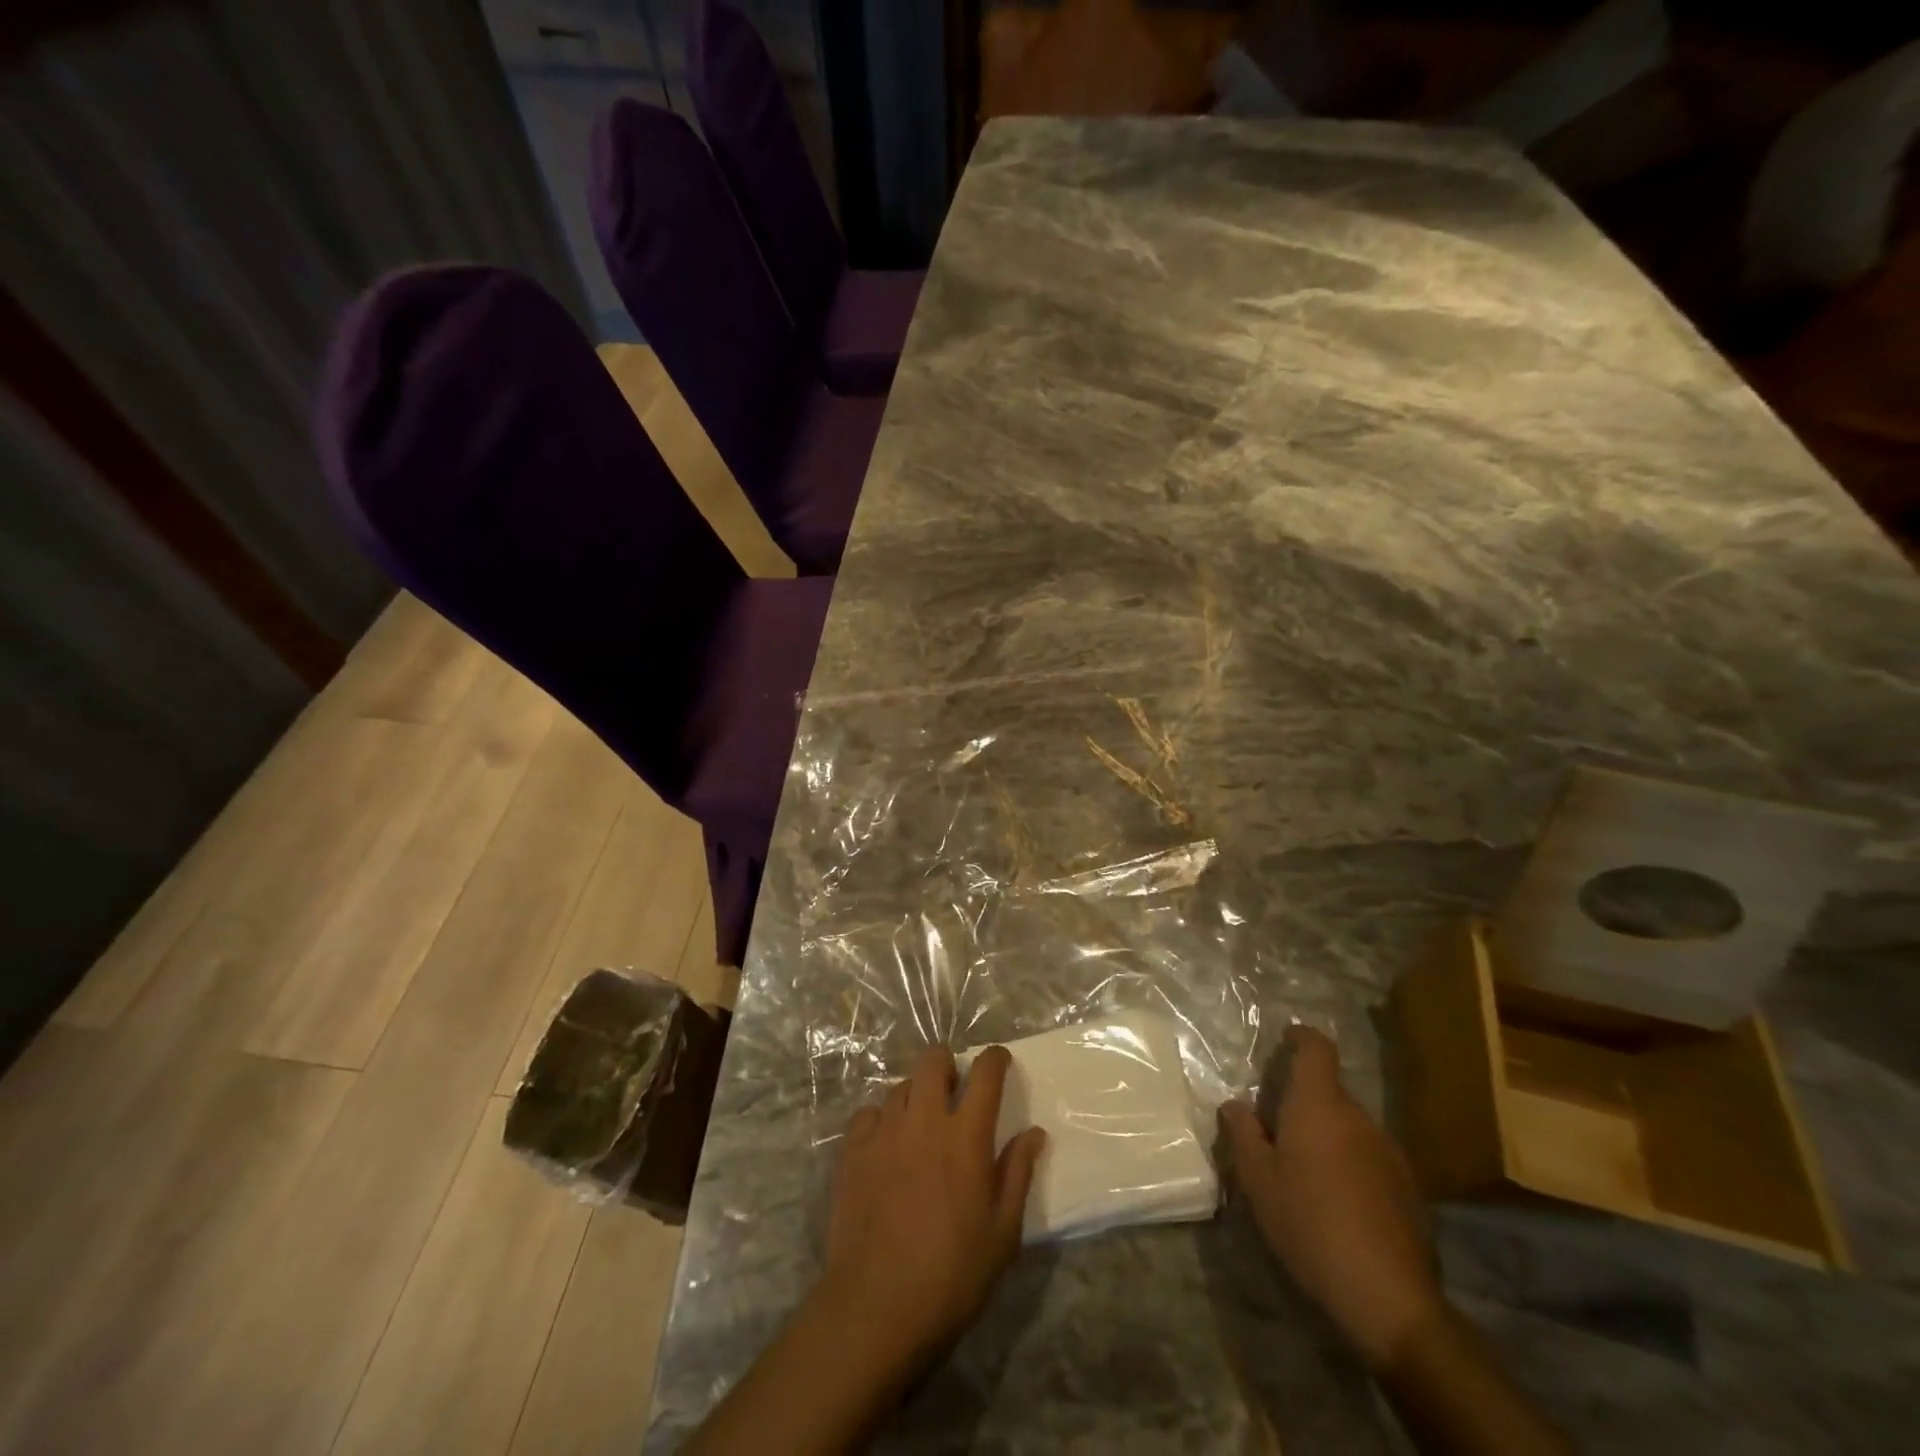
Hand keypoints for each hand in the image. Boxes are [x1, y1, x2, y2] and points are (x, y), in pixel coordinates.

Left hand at [823, 1045, 1046, 1364]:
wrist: (875, 1308)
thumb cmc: (952, 1275)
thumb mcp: (1002, 1233)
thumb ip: (1017, 1174)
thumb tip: (1034, 1133)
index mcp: (966, 1136)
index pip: (985, 1074)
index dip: (995, 1059)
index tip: (999, 1061)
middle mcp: (924, 1120)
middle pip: (934, 1060)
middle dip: (947, 1065)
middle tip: (954, 1091)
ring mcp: (883, 1131)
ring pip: (901, 1086)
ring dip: (916, 1095)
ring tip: (919, 1126)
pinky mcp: (851, 1150)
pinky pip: (868, 1113)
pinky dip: (881, 1120)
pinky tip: (885, 1146)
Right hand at [1220, 1026, 1442, 1366]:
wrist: (1387, 1294)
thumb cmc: (1309, 1222)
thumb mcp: (1257, 1179)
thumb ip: (1242, 1133)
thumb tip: (1234, 1104)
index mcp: (1319, 1105)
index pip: (1317, 1049)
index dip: (1301, 1037)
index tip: (1285, 1039)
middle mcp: (1358, 1117)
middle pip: (1330, 1090)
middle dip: (1304, 1099)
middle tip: (1276, 1127)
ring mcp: (1388, 1151)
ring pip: (1349, 1125)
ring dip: (1327, 1133)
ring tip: (1303, 1168)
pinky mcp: (1406, 1187)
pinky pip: (1368, 1155)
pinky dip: (1348, 1162)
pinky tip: (1335, 1199)